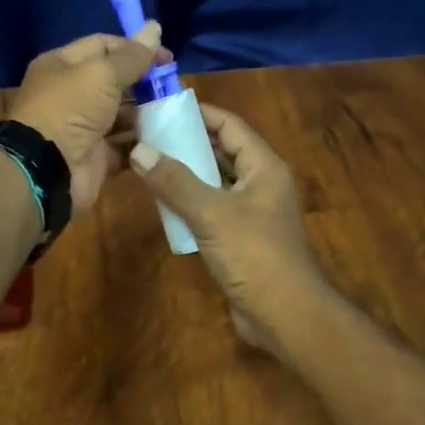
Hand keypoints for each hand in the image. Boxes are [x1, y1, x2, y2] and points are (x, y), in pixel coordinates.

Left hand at [7, 22, 171, 212]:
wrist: (47, 169)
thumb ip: (132, 55)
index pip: (102, 46)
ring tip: (175, 112)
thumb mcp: (102, 73)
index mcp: (62, 66)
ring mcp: (82, 128)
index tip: (166, 58)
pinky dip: (143, 143)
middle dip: (143, 83)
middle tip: (174, 86)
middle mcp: (70, 94)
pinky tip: (166, 138)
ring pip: (121, 115)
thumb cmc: (70, 108)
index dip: (134, 48)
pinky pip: (124, 146)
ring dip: (147, 113)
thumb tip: (155, 26)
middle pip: (113, 81)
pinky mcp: (95, 157)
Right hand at [128, 102, 329, 358]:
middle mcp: (261, 183)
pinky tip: (164, 204)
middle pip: (222, 150)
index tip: (162, 107)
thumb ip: (175, 181)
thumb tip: (139, 149)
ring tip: (149, 163)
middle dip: (187, 142)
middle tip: (147, 135)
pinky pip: (214, 208)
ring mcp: (253, 211)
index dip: (199, 113)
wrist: (286, 316)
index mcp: (264, 167)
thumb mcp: (212, 214)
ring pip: (216, 180)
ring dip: (187, 173)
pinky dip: (191, 202)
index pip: (230, 125)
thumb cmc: (255, 256)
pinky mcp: (243, 237)